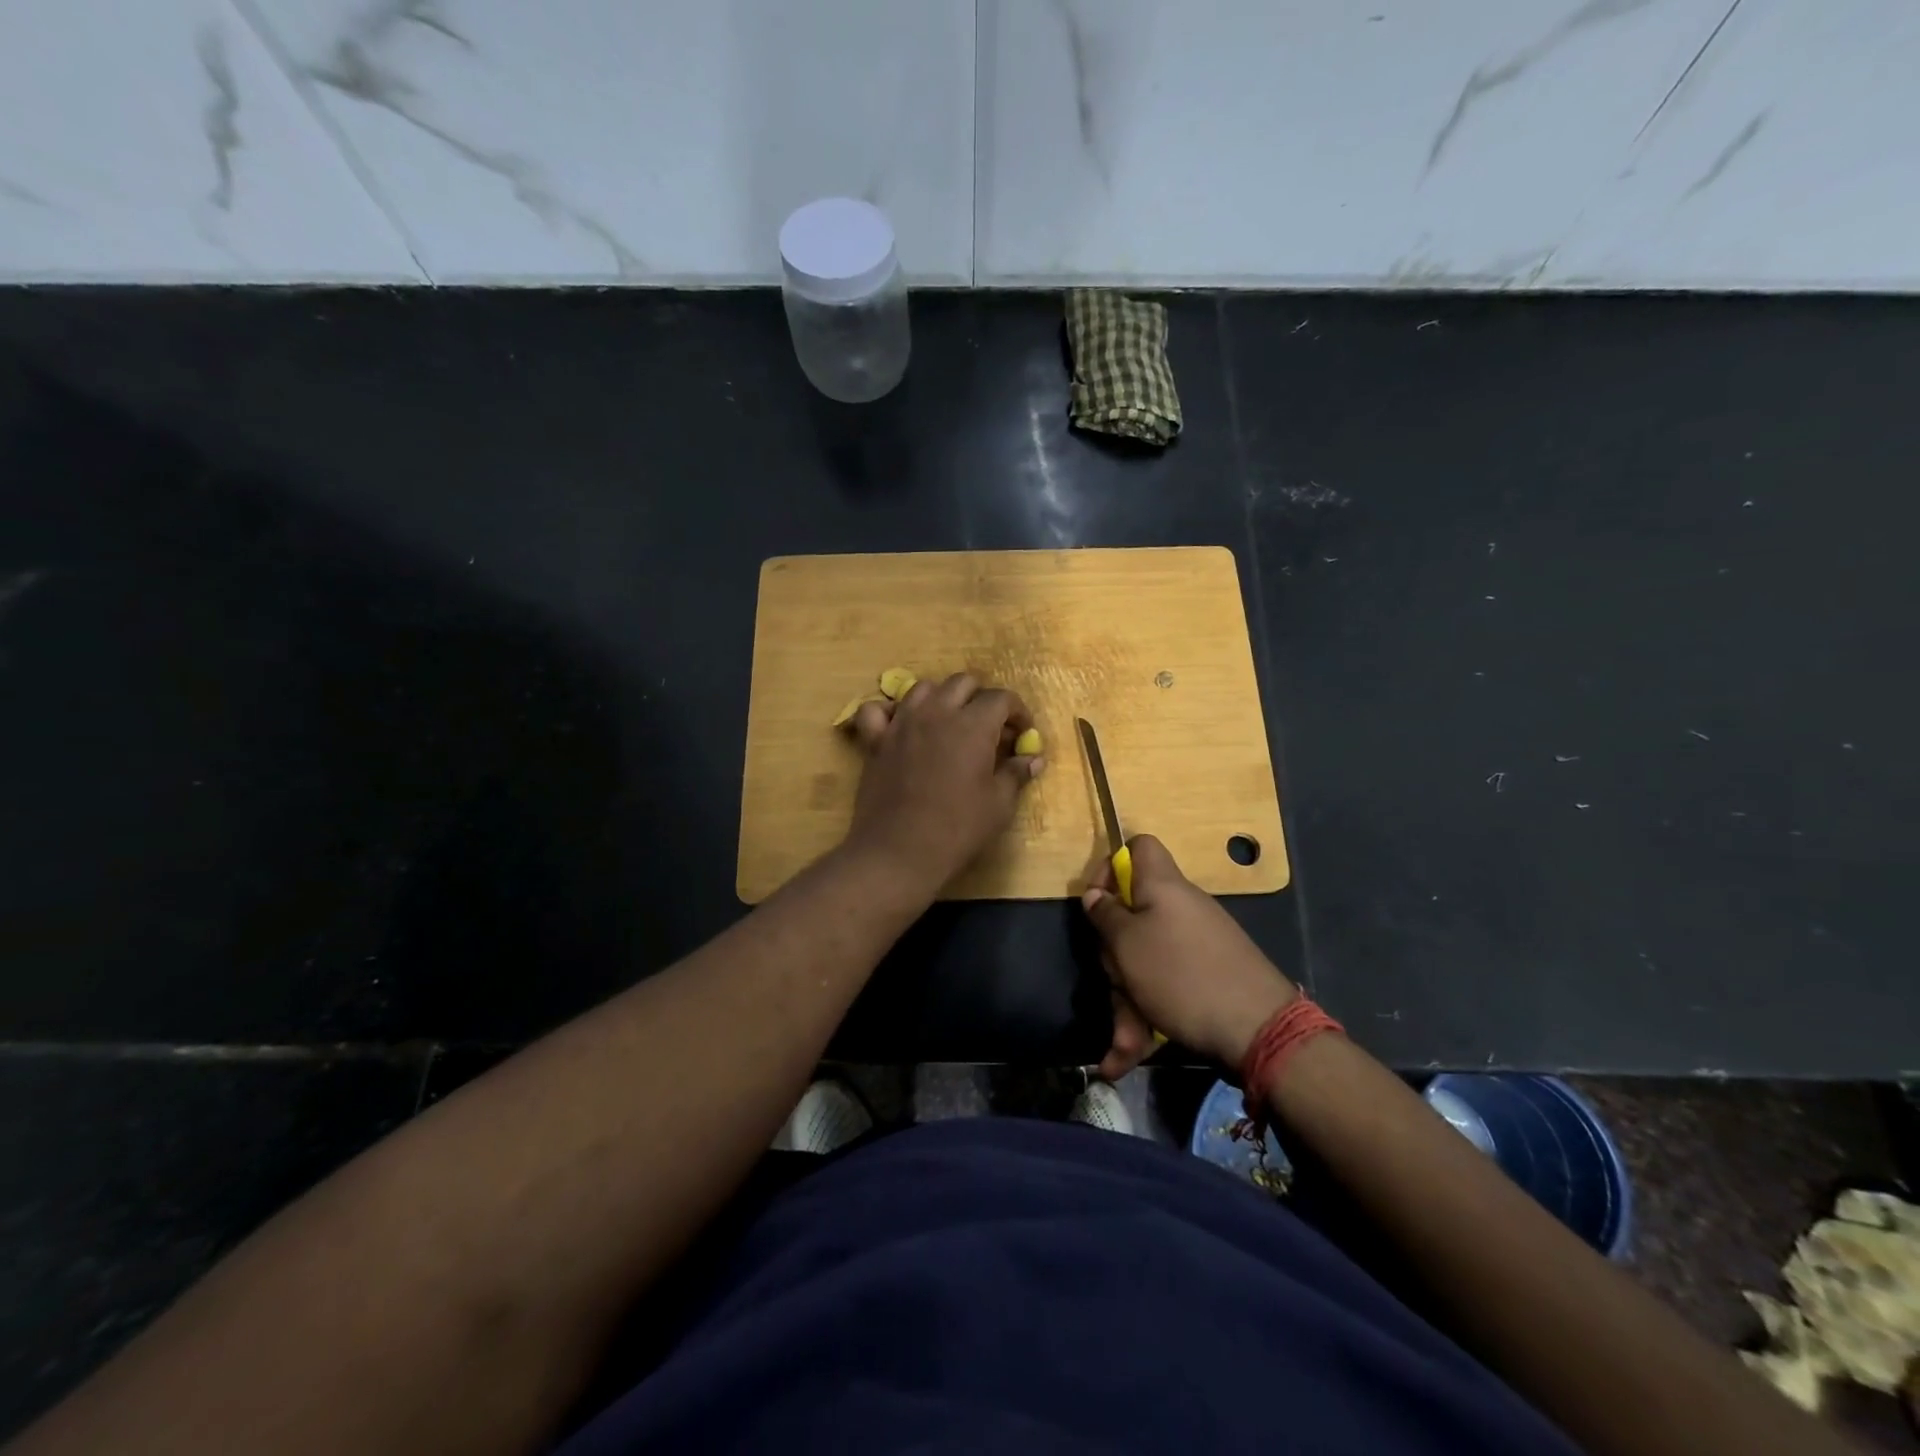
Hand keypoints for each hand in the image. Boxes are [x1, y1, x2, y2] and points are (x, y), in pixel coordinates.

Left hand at [842, 673, 1044, 896]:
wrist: (899, 851)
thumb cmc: (957, 829)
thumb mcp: (998, 805)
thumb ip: (1016, 774)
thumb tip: (1033, 759)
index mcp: (973, 725)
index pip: (1001, 698)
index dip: (1018, 712)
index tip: (1022, 733)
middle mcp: (937, 713)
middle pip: (963, 683)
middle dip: (981, 698)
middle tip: (988, 728)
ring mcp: (902, 723)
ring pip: (923, 688)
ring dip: (941, 698)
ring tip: (948, 723)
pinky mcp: (875, 740)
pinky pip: (876, 710)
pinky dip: (889, 712)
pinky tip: (900, 726)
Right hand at [1082, 834, 1295, 1078]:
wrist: (1258, 1030)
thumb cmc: (1180, 975)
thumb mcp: (1127, 944)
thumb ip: (1105, 916)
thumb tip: (1095, 895)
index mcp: (1162, 887)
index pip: (1139, 847)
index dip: (1111, 867)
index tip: (1097, 903)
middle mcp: (1181, 909)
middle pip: (1133, 915)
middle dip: (1114, 955)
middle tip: (1112, 980)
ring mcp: (1196, 945)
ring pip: (1146, 962)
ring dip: (1127, 1000)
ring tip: (1122, 1045)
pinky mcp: (1206, 979)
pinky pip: (1165, 988)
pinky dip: (1148, 1018)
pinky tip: (1127, 1056)